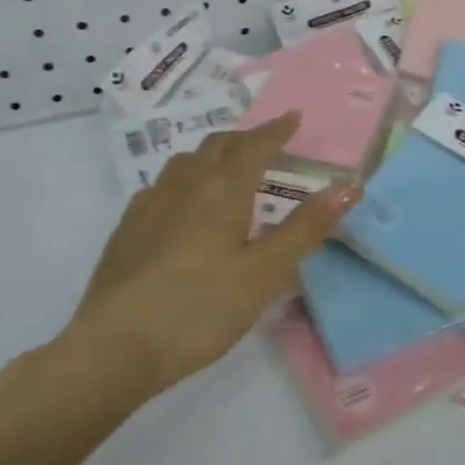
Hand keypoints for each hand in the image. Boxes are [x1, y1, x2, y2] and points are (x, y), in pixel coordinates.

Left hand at [48, 113, 360, 404]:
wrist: (116, 347)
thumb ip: (306, 228)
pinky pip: (161, 188)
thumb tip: (349, 187)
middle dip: (245, 139)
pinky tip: (183, 207)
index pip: (253, 147)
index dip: (276, 131)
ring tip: (227, 168)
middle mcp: (182, 187)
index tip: (293, 118)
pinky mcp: (126, 232)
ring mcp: (148, 207)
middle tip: (266, 143)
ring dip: (212, 156)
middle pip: (216, 147)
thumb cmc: (201, 308)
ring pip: (184, 164)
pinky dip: (184, 181)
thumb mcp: (265, 273)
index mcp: (220, 191)